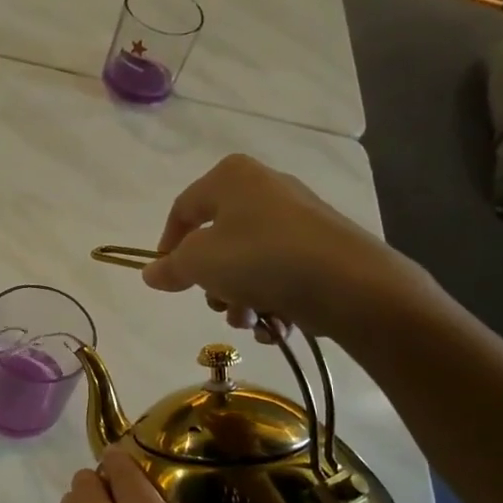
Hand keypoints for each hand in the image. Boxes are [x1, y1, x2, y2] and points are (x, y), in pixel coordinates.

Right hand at [138, 154, 426, 342]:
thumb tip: (151, 272)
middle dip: (213, 282)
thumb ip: (171, 267)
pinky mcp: (321, 248)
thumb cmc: (261, 259)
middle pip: (217, 240)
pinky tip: (276, 323)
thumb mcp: (200, 263)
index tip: (166, 278)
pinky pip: (280, 273)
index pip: (183, 209)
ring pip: (248, 263)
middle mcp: (265, 188)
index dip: (167, 245)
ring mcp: (297, 218)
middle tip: (217, 303)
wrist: (350, 283)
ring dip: (240, 298)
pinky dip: (271, 300)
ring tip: (250, 320)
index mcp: (231, 178)